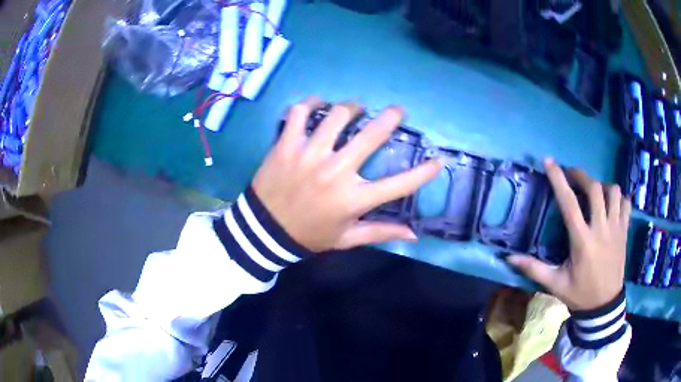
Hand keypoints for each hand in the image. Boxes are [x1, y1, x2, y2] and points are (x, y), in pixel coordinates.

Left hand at [252, 97, 441, 251]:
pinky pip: (299, 113)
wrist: (264, 230)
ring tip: (355, 109)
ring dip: (351, 107)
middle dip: (390, 118)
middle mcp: (335, 172)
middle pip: (371, 136)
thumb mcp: (346, 238)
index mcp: (353, 199)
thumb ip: (380, 232)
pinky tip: (317, 104)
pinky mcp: (286, 144)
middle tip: (396, 111)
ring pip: (337, 115)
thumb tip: (413, 234)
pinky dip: (309, 103)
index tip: (438, 161)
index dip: (423, 173)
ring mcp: (309, 154)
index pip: (399, 185)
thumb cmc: (309, 234)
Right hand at [508, 159, 630, 310]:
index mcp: (582, 241)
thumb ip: (534, 269)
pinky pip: (626, 203)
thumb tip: (508, 258)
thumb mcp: (555, 284)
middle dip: (581, 175)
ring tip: (594, 191)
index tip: (549, 162)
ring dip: (602, 185)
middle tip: (572, 175)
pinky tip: (612, 203)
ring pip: (613, 191)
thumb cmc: (580, 294)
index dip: (558, 179)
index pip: (569, 203)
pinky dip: (619, 197)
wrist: (604, 306)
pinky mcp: (625, 231)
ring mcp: (616, 228)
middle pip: (594, 188)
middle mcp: (601, 229)